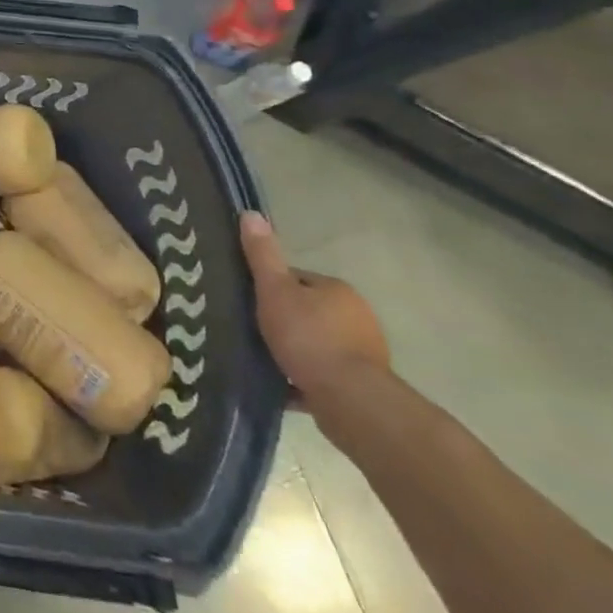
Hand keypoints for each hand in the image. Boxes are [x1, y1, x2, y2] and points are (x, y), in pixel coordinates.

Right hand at [239, 211, 390, 409]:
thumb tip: (251, 213)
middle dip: (284, 319)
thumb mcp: (274, 290)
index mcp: (336, 289)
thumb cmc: (308, 337)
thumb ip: (262, 255)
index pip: (295, 279)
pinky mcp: (362, 384)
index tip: (248, 300)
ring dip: (295, 349)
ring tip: (264, 358)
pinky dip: (305, 377)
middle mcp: (357, 316)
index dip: (269, 287)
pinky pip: (324, 373)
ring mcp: (363, 352)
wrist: (349, 399)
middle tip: (253, 329)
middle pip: (308, 310)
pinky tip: (283, 385)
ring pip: (317, 343)